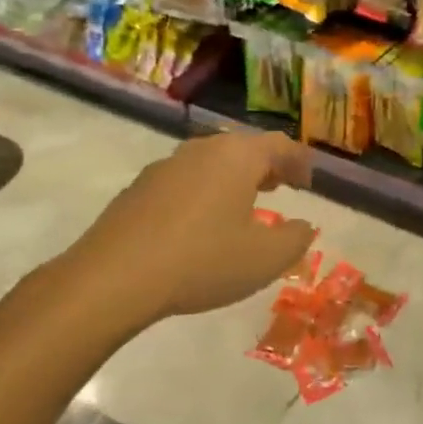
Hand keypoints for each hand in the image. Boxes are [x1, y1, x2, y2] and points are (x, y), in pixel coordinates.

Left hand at [26, 131, 317, 332]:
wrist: (113, 278)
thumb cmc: (202, 261)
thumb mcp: (265, 259)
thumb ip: (295, 239)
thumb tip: (302, 226)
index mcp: (237, 156)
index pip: (280, 145)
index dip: (300, 161)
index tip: (309, 183)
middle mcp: (202, 150)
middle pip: (243, 148)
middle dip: (267, 165)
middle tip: (281, 186)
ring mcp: (166, 166)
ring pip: (211, 162)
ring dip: (233, 178)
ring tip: (243, 203)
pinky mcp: (139, 188)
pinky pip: (184, 181)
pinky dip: (203, 193)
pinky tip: (200, 223)